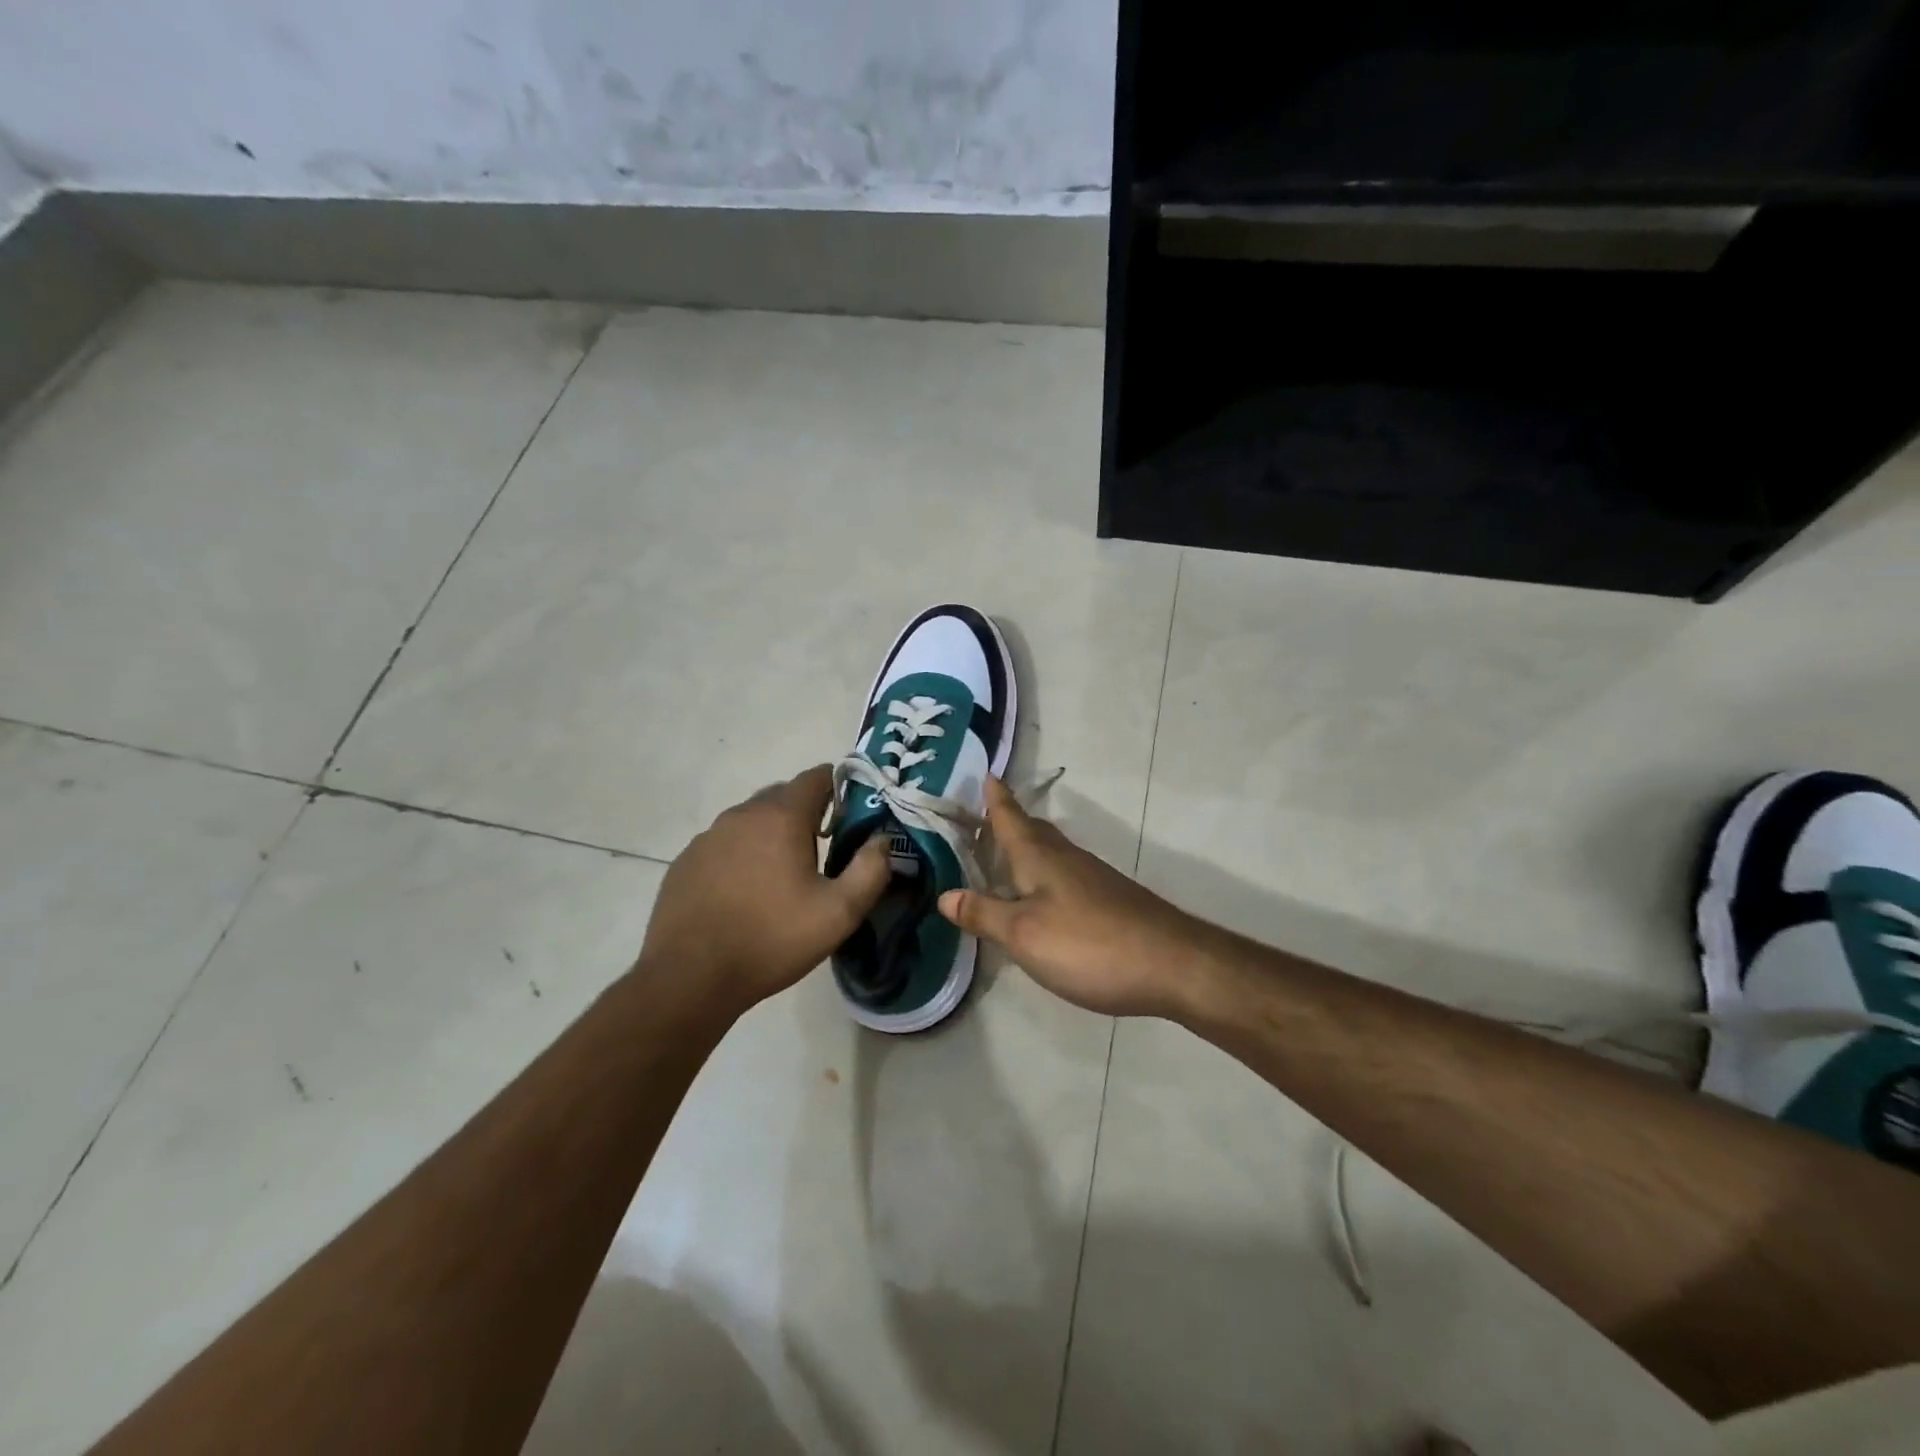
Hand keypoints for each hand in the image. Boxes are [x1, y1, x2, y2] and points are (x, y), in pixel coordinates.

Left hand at [638, 765, 891, 1015]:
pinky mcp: (686, 861)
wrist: (690, 977)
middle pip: (783, 795)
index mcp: (781, 817)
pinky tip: (745, 893)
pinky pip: (724, 844)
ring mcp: (708, 837)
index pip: (816, 777)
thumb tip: (882, 840)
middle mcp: (742, 815)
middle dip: (807, 812)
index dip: (840, 788)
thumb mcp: (838, 913)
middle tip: (823, 850)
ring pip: (751, 820)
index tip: (851, 818)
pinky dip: (741, 855)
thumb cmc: (771, 940)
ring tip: (783, 876)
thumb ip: (870, 871)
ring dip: (772, 835)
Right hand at [937, 778, 1211, 1017]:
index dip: (996, 798)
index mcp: (1040, 858)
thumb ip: (984, 914)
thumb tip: (945, 895)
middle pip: (1034, 831)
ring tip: (1006, 856)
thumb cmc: (1088, 944)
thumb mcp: (1024, 934)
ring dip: (1028, 848)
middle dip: (1010, 821)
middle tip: (986, 818)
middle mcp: (1066, 859)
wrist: (1172, 964)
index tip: (986, 773)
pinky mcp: (1109, 901)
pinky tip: (1044, 898)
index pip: (1011, 818)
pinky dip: (1046, 875)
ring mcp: (1093, 879)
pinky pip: (1066, 875)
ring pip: (1052, 852)